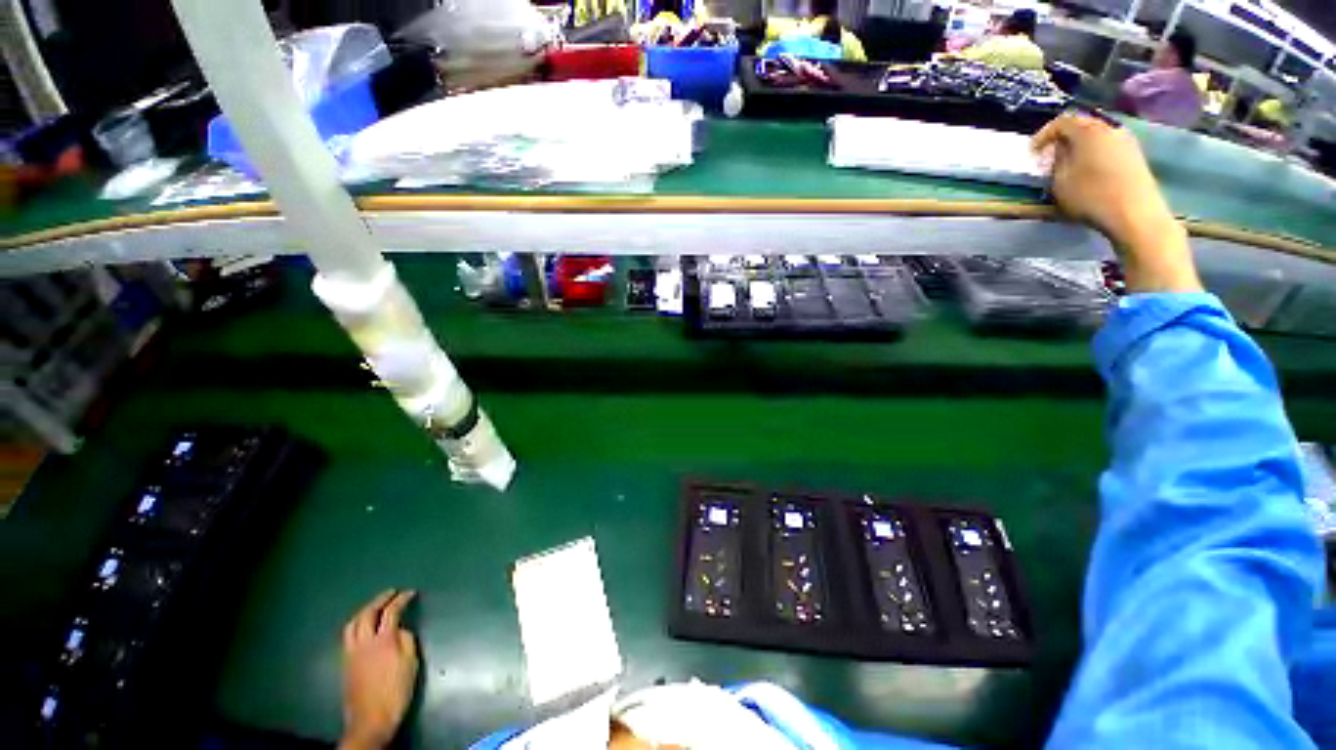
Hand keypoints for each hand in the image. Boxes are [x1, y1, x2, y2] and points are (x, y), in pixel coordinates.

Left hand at [339, 589, 417, 749]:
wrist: (371, 719)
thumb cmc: (396, 691)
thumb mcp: (411, 664)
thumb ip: (407, 641)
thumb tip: (400, 630)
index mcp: (383, 641)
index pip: (391, 612)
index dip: (401, 599)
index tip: (410, 592)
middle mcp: (364, 643)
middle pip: (367, 614)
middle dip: (379, 600)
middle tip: (391, 593)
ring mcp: (351, 653)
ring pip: (353, 624)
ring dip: (364, 611)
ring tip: (375, 606)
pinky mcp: (345, 663)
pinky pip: (348, 636)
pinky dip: (357, 625)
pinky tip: (363, 628)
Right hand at [1033, 114, 1201, 292]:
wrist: (1135, 213)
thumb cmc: (1091, 197)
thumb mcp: (1060, 183)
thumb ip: (1055, 163)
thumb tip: (1057, 153)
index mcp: (1087, 131)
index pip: (1061, 122)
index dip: (1043, 136)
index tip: (1032, 153)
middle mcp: (1108, 129)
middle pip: (1081, 126)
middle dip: (1063, 140)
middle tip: (1049, 158)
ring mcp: (1125, 141)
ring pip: (1096, 136)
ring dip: (1079, 147)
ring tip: (1068, 166)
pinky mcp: (1134, 155)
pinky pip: (1108, 147)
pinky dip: (1094, 154)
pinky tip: (1088, 171)